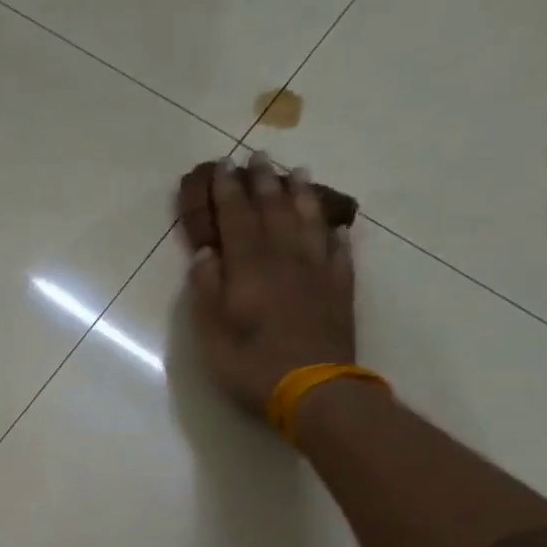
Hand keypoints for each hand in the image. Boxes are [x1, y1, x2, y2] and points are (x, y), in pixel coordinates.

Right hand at [178, 154, 356, 414]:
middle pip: (273, 211)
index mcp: (248, 268)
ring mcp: (317, 273)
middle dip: (263, 182)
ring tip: (297, 172)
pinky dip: (334, 234)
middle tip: (259, 156)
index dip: (227, 190)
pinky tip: (333, 224)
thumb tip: (207, 253)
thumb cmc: (252, 366)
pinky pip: (339, 252)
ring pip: (308, 222)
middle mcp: (284, 259)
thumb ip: (207, 290)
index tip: (221, 165)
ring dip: (301, 195)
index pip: (235, 218)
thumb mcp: (211, 334)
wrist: (315, 390)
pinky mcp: (340, 290)